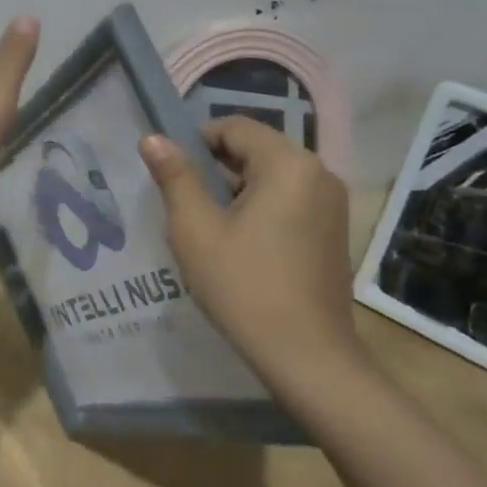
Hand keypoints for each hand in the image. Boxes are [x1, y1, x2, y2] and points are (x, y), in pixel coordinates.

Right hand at [138, 116, 360, 382]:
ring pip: (270, 176)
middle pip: (255, 150)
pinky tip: (239, 244)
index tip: (170, 173)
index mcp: (288, 163)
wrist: (309, 359)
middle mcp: (318, 172)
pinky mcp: (333, 230)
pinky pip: (288, 199)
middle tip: (184, 204)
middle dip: (215, 169)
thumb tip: (153, 138)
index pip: (235, 127)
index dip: (196, 141)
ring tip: (206, 227)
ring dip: (236, 190)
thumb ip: (175, 176)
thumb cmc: (245, 287)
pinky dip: (259, 208)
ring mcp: (331, 203)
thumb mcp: (196, 229)